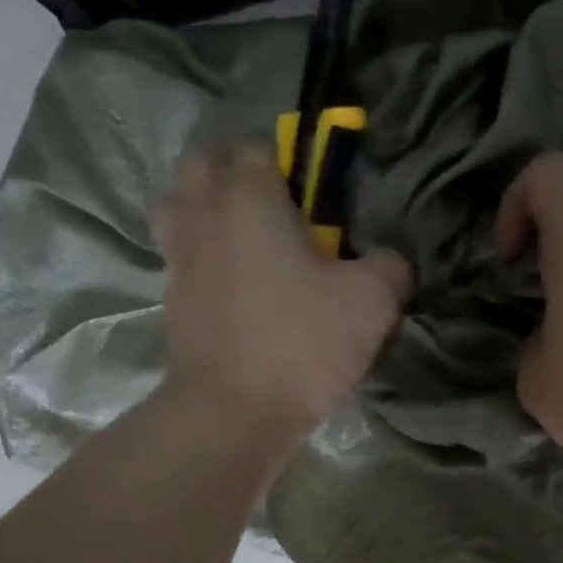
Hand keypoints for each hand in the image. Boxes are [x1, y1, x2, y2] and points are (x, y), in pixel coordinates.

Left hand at [152, 145, 410, 444]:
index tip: (315, 198)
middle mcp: (204, 216)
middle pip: (203, 165)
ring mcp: (179, 260)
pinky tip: (233, 289)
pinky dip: (201, 261)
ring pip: (177, 209)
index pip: (260, 149)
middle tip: (273, 207)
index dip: (290, 165)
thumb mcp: (372, 302)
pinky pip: (180, 260)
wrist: (233, 413)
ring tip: (241, 240)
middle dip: (234, 173)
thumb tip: (391, 264)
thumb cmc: (301, 343)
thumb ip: (389, 269)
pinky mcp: (171, 304)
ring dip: (204, 211)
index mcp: (249, 198)